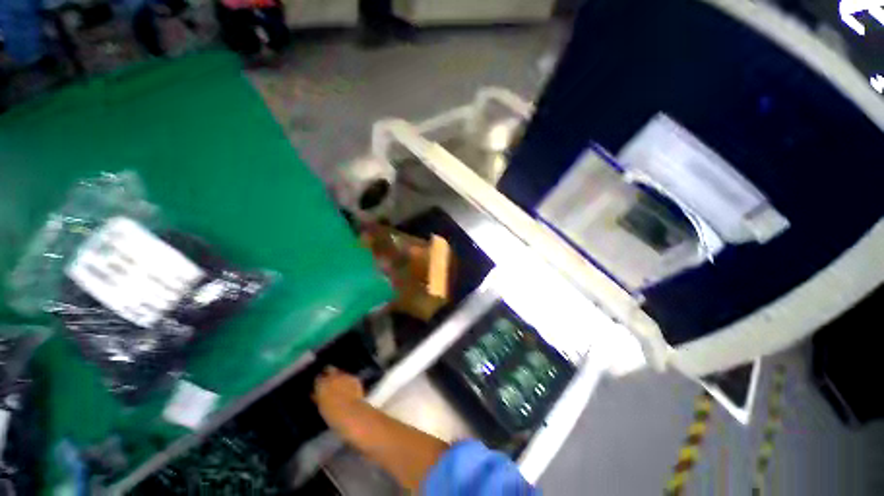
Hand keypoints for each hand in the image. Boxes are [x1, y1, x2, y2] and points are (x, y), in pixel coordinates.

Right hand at [313, 367, 365, 430]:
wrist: (351, 412)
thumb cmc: (332, 414)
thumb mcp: (321, 406)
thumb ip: (318, 397)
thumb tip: (315, 393)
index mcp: (322, 384)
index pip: (318, 378)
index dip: (319, 381)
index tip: (319, 383)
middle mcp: (333, 377)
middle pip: (329, 368)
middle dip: (329, 371)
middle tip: (329, 378)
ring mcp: (345, 376)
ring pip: (340, 372)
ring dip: (339, 376)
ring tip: (339, 385)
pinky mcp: (355, 378)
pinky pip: (350, 377)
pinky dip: (348, 381)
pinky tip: (349, 388)